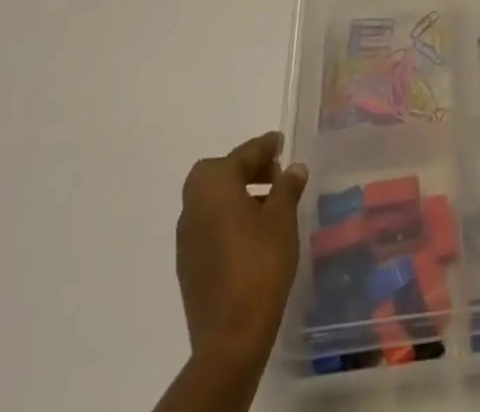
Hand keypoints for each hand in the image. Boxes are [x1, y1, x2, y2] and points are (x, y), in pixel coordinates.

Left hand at [176, 131, 309, 366]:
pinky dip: (230, 219)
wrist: (230, 337)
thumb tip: (293, 169)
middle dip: (246, 169)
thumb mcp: (282, 218)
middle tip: (275, 173)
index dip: (264, 147)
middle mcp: (192, 207)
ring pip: (213, 202)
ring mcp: (187, 240)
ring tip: (270, 203)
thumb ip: (287, 187)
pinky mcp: (189, 267)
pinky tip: (254, 233)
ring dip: (238, 194)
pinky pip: (210, 227)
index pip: (241, 155)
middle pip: (219, 175)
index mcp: (213, 186)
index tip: (280, 142)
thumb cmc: (260, 263)